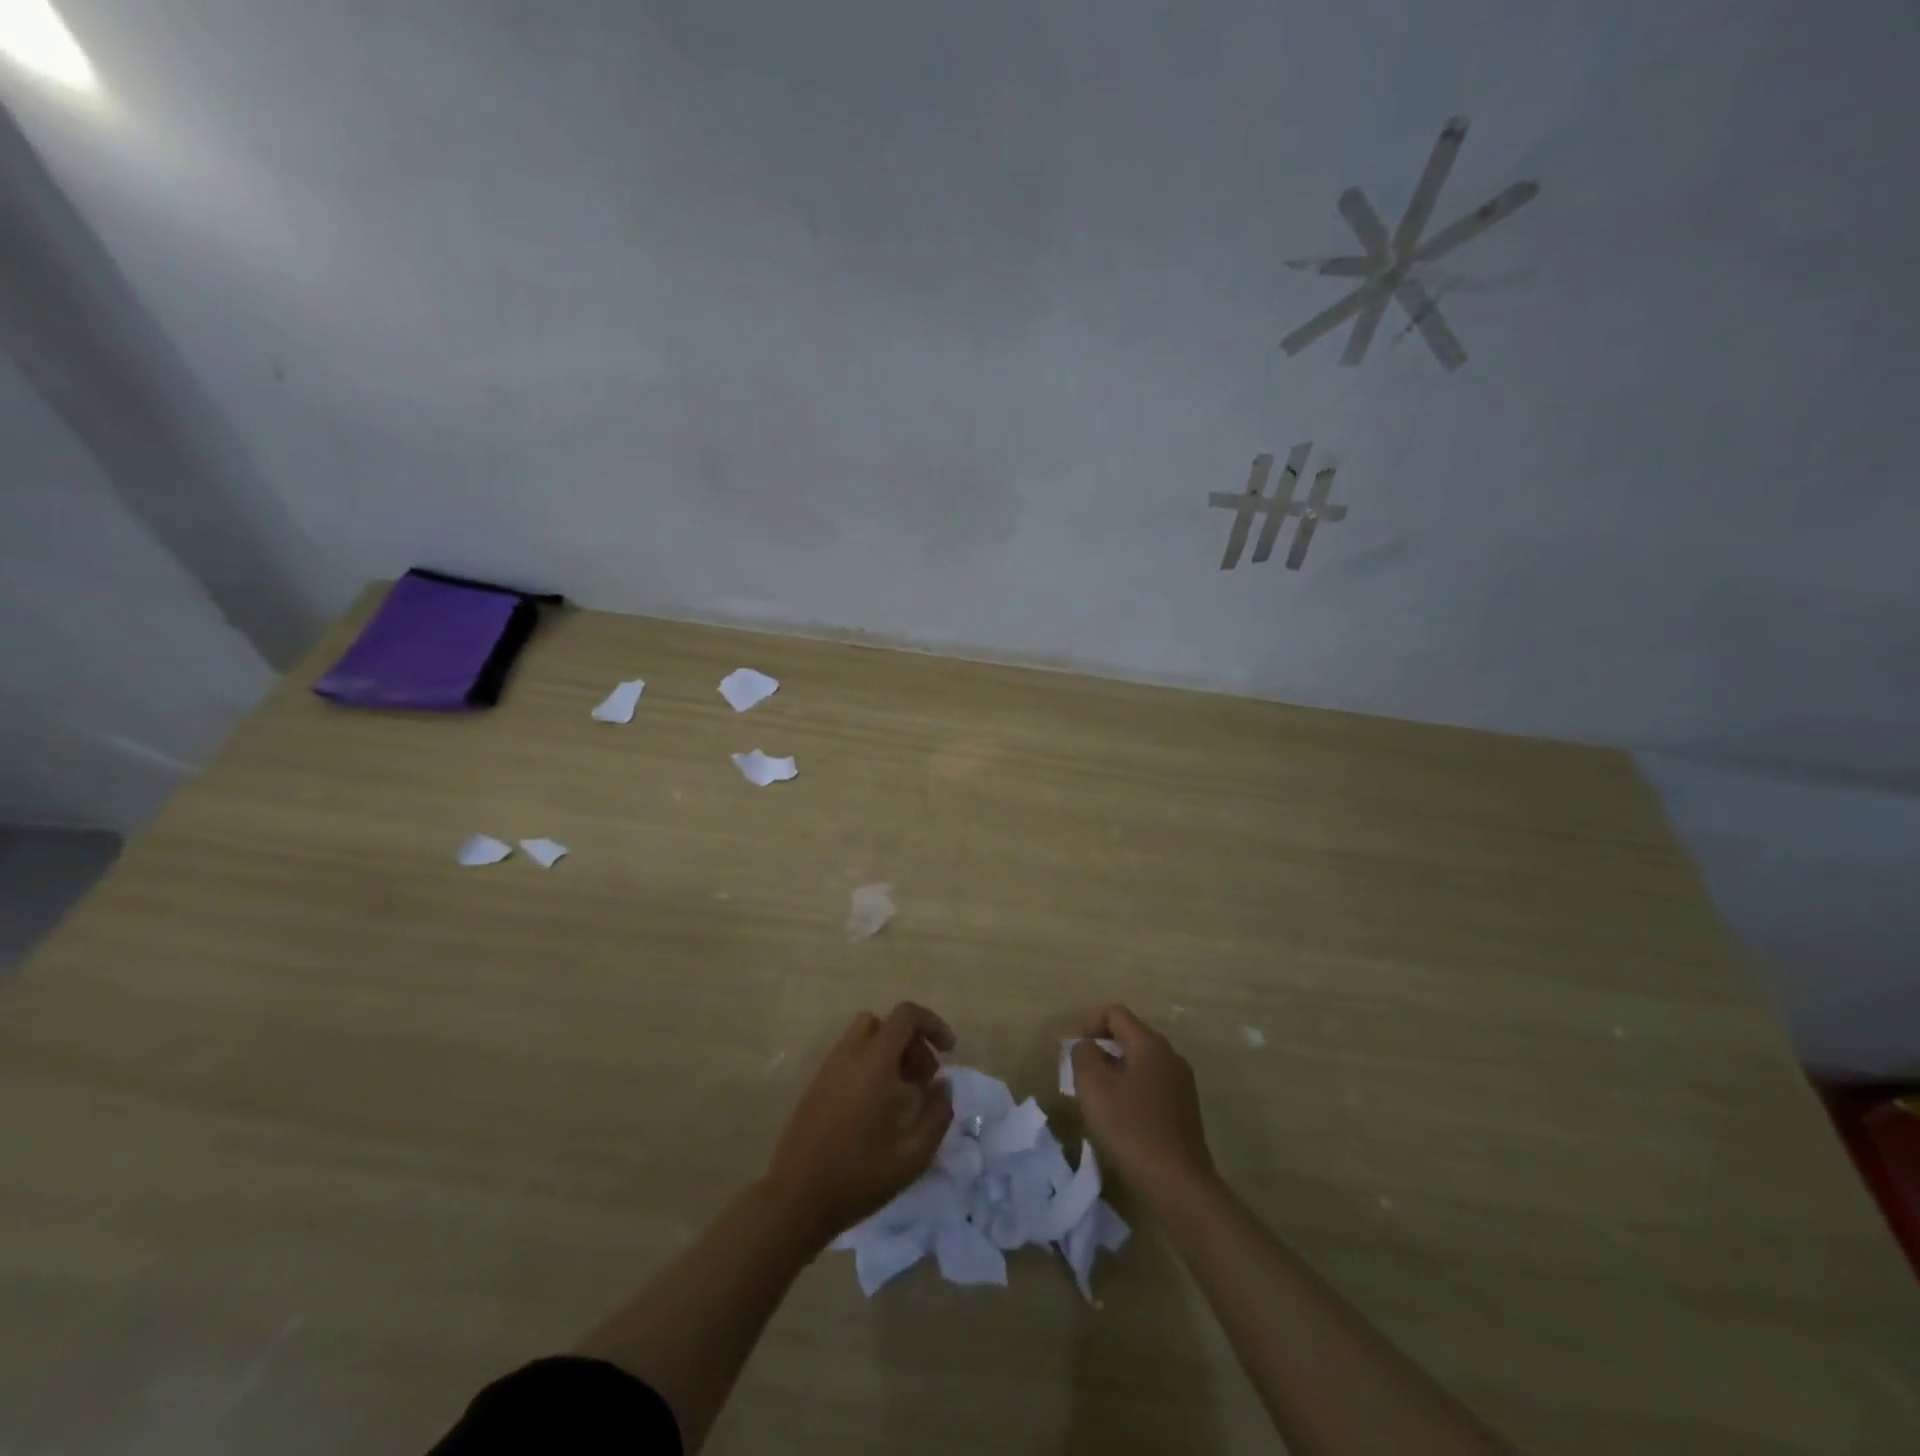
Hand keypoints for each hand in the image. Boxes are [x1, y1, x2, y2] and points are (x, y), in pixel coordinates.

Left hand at [764, 1002, 955, 1243]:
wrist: (797, 1198)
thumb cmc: (861, 1174)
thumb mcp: (915, 1152)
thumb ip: (938, 1112)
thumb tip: (943, 1084)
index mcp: (875, 1061)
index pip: (906, 1015)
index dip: (932, 1024)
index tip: (949, 1051)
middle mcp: (850, 1054)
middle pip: (886, 1024)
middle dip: (913, 1043)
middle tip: (925, 1082)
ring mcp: (829, 1067)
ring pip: (866, 1038)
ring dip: (890, 1054)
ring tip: (902, 1094)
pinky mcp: (816, 1084)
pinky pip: (850, 1057)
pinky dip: (870, 1066)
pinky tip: (876, 1108)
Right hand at [1071, 1005, 1217, 1204]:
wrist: (1178, 1183)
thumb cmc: (1131, 1128)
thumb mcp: (1094, 1086)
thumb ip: (1083, 1055)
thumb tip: (1086, 1046)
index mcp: (1150, 1044)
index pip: (1116, 1014)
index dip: (1090, 1022)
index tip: (1074, 1048)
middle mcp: (1170, 1056)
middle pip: (1130, 1036)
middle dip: (1102, 1047)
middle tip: (1081, 1072)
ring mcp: (1181, 1083)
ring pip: (1141, 1062)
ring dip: (1116, 1070)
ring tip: (1097, 1096)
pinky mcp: (1184, 1109)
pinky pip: (1152, 1085)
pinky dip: (1131, 1089)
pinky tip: (1120, 1117)